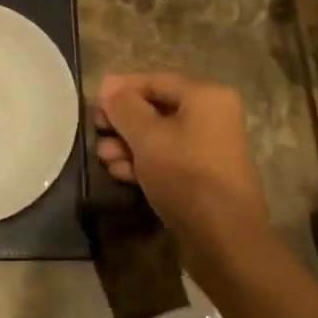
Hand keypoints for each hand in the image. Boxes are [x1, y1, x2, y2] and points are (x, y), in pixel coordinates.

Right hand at [94, 73, 271, 257]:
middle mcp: (212, 116)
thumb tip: (109, 87)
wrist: (224, 236)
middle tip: (95, 132)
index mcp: (206, 97)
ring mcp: (209, 147)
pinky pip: (168, 158)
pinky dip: (144, 162)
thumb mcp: (147, 137)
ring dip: (128, 145)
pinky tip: (120, 174)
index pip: (155, 80)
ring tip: (104, 159)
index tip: (93, 101)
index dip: (121, 88)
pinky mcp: (202, 175)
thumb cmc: (186, 175)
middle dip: (122, 122)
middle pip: (156, 109)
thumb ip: (125, 108)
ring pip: (159, 136)